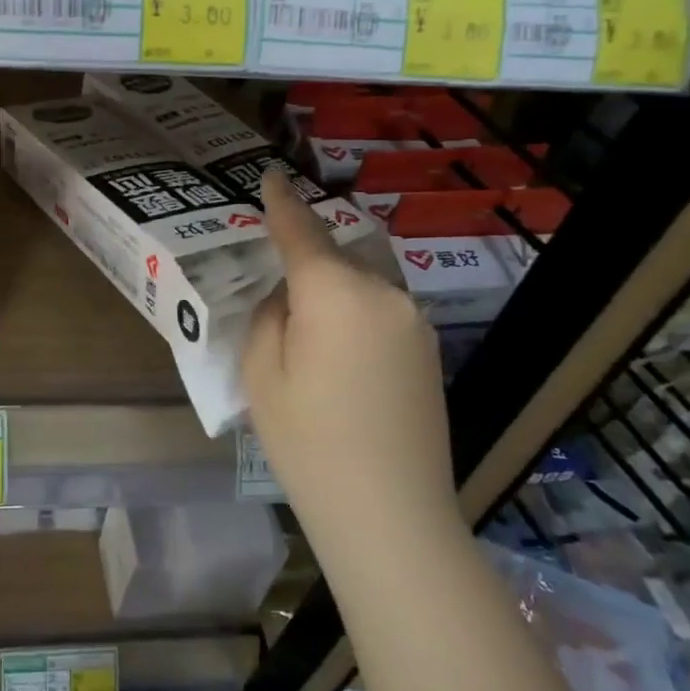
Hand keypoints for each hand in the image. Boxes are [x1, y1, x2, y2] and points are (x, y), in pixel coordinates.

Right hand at [243, 173, 456, 531]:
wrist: (391, 515)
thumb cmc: (308, 443)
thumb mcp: (262, 374)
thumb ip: (269, 316)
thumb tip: (289, 296)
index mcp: (336, 293)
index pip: (302, 231)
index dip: (282, 203)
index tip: (270, 175)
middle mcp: (383, 294)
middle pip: (334, 257)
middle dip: (302, 257)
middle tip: (269, 278)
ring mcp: (412, 321)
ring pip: (358, 283)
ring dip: (329, 289)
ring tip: (299, 324)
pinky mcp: (427, 349)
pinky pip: (378, 310)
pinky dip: (351, 313)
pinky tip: (333, 351)